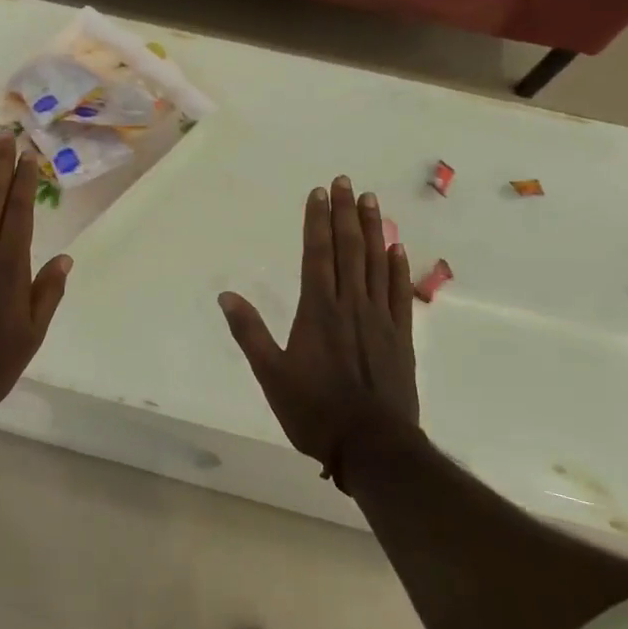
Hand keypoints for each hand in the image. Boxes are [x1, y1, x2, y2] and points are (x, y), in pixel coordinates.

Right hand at [218, 176, 418, 488]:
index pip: (317, 254)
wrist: (373, 446)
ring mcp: (379, 318)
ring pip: (376, 263)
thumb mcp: (271, 375)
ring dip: (372, 229)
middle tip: (346, 182)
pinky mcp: (401, 336)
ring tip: (371, 200)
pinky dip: (398, 267)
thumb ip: (249, 332)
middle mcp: (350, 305)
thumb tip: (226, 295)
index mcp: (318, 311)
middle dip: (345, 213)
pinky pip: (400, 292)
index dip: (317, 221)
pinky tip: (397, 247)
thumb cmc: (315, 411)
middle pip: (348, 249)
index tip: (318, 192)